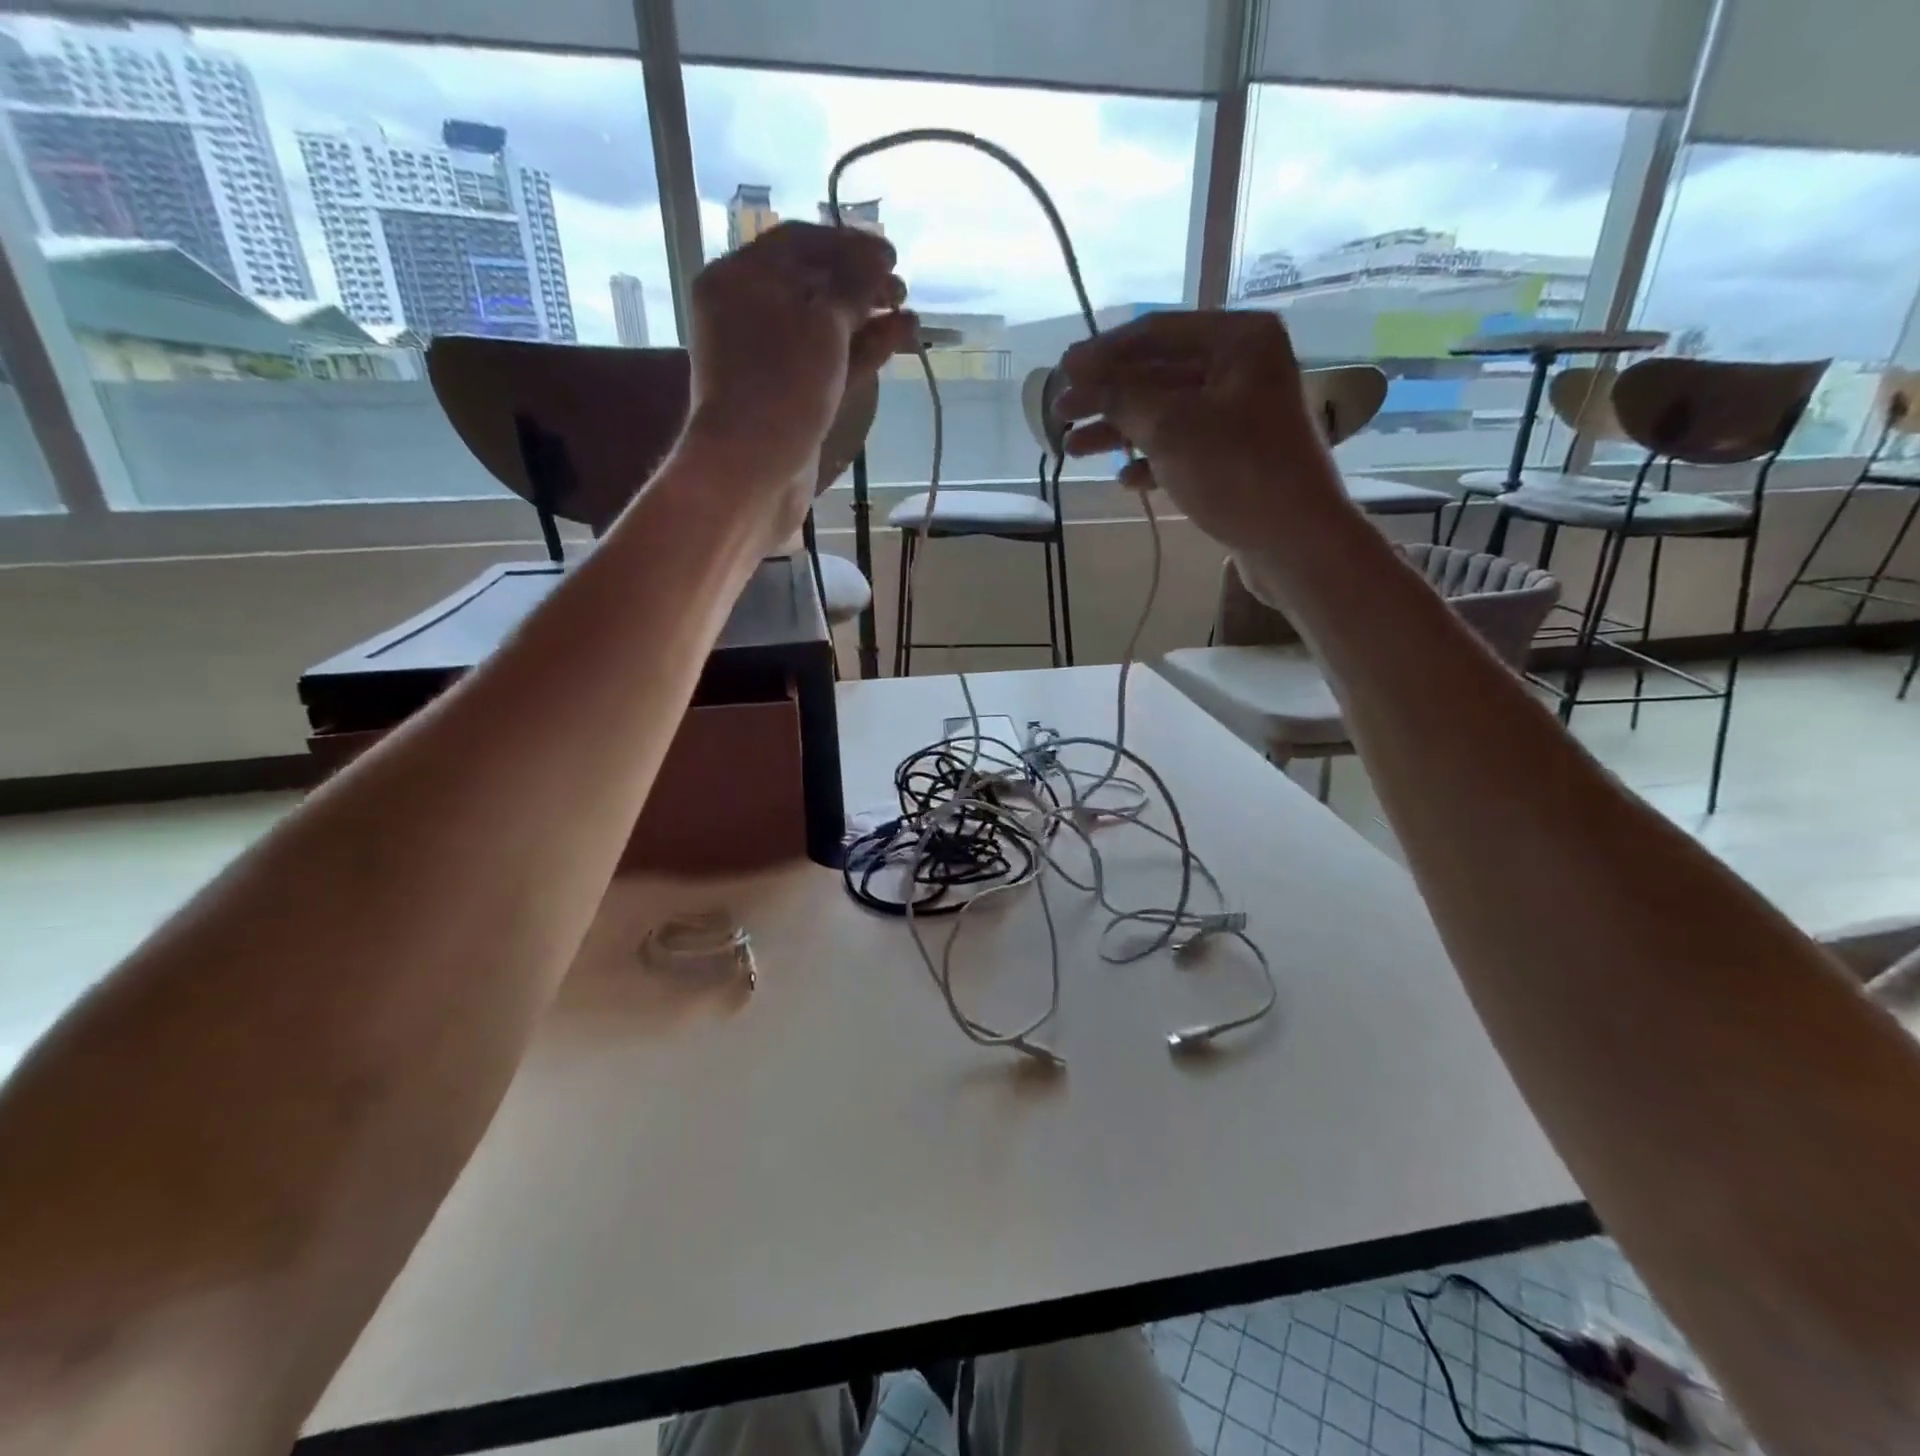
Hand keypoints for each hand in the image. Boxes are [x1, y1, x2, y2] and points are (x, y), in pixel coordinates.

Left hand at [682, 222, 916, 546]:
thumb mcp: (821, 322)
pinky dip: (864, 350)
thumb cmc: (781, 384)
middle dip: (861, 283)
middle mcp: (751, 313)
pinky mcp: (793, 395)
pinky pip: (831, 361)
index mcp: (740, 279)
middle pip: (813, 284)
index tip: (891, 254)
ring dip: (869, 317)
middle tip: (901, 288)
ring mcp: (773, 359)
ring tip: (910, 315)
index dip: (848, 243)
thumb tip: (875, 261)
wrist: (755, 470)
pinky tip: (899, 338)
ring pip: (827, 327)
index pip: (799, 243)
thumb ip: (852, 286)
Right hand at [1054, 311, 1353, 558]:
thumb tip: (1083, 378)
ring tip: (1074, 449)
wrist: (1294, 541)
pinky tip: (1125, 479)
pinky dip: (1151, 460)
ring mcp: (1241, 415)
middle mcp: (1243, 368)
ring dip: (1119, 431)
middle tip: (1060, 413)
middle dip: (1106, 396)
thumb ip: (1121, 397)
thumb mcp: (1170, 427)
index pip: (1156, 332)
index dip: (1103, 353)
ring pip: (1166, 413)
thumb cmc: (1235, 472)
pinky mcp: (1237, 457)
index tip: (1062, 371)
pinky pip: (1183, 447)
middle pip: (1157, 373)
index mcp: (1238, 340)